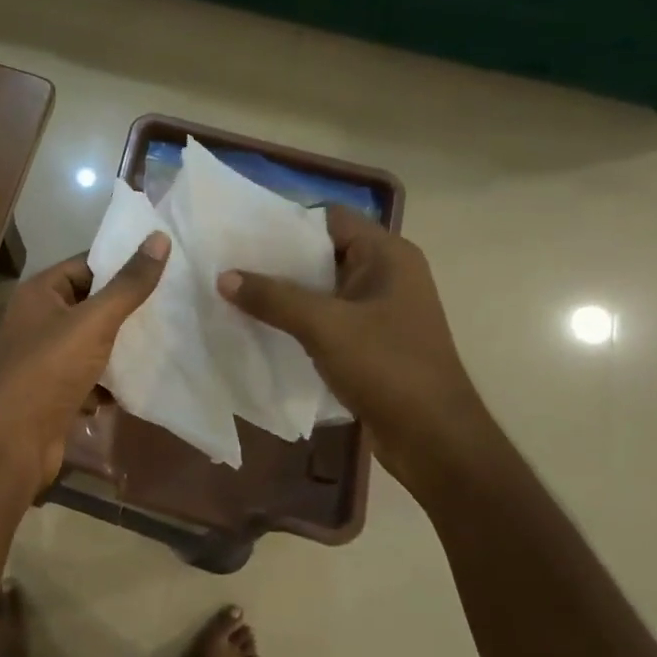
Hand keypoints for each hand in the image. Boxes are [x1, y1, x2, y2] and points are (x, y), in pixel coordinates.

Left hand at [0, 234, 169, 496]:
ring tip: (167, 341)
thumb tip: (160, 237)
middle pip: (90, 305)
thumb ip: (128, 284)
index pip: (86, 264)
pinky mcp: (53, 392)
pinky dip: (108, 382)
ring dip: (121, 348)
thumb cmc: (49, 370)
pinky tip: (139, 383)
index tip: (165, 266)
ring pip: (92, 344)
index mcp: (39, 293)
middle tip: (174, 305)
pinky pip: (88, 377)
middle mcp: (37, 320)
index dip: (122, 265)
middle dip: (127, 310)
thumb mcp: (94, 321)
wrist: (14, 442)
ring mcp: (44, 359)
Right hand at [218, 208, 486, 484]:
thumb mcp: (324, 327)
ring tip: (235, 292)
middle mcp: (387, 274)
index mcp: (388, 255)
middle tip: (228, 262)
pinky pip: (326, 317)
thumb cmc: (387, 368)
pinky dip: (296, 318)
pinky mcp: (371, 340)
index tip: (241, 233)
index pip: (330, 218)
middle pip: (323, 251)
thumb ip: (273, 298)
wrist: (433, 437)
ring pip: (322, 288)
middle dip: (277, 259)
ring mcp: (380, 309)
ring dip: (284, 292)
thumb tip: (223, 276)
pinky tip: (261, 326)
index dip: (287, 222)